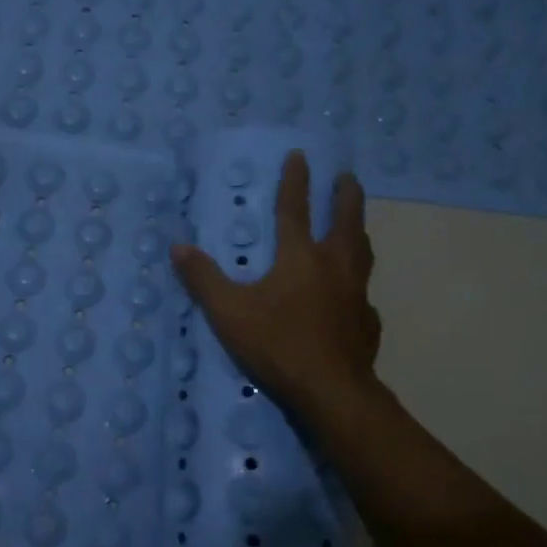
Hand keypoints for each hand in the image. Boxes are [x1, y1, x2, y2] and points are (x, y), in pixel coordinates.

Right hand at [171, 151, 381, 420]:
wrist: (331, 392)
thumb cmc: (278, 345)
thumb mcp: (229, 312)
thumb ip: (203, 279)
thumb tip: (178, 247)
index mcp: (301, 257)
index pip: (295, 209)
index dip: (295, 181)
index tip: (300, 155)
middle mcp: (335, 267)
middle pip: (346, 221)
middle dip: (345, 195)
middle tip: (346, 177)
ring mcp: (357, 294)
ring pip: (363, 252)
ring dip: (358, 231)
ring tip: (355, 225)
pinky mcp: (367, 323)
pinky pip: (363, 294)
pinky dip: (357, 284)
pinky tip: (351, 296)